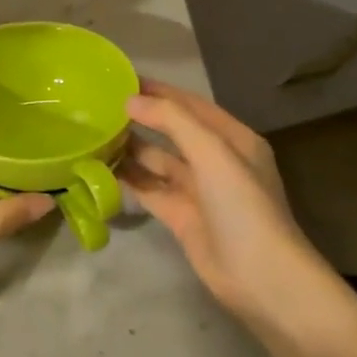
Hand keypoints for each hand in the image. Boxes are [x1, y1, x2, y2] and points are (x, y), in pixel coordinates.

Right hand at [120, 80, 334, 330]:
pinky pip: (150, 190)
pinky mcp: (182, 217)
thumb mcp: (212, 153)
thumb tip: (131, 100)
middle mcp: (216, 160)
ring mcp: (199, 190)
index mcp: (233, 139)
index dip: (160, 91)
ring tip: (96, 134)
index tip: (123, 78)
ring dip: (132, 148)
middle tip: (101, 106)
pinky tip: (102, 169)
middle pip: (174, 131)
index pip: (191, 104)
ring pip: (159, 161)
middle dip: (143, 118)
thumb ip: (172, 120)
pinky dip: (129, 179)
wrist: (260, 278)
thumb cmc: (242, 206)